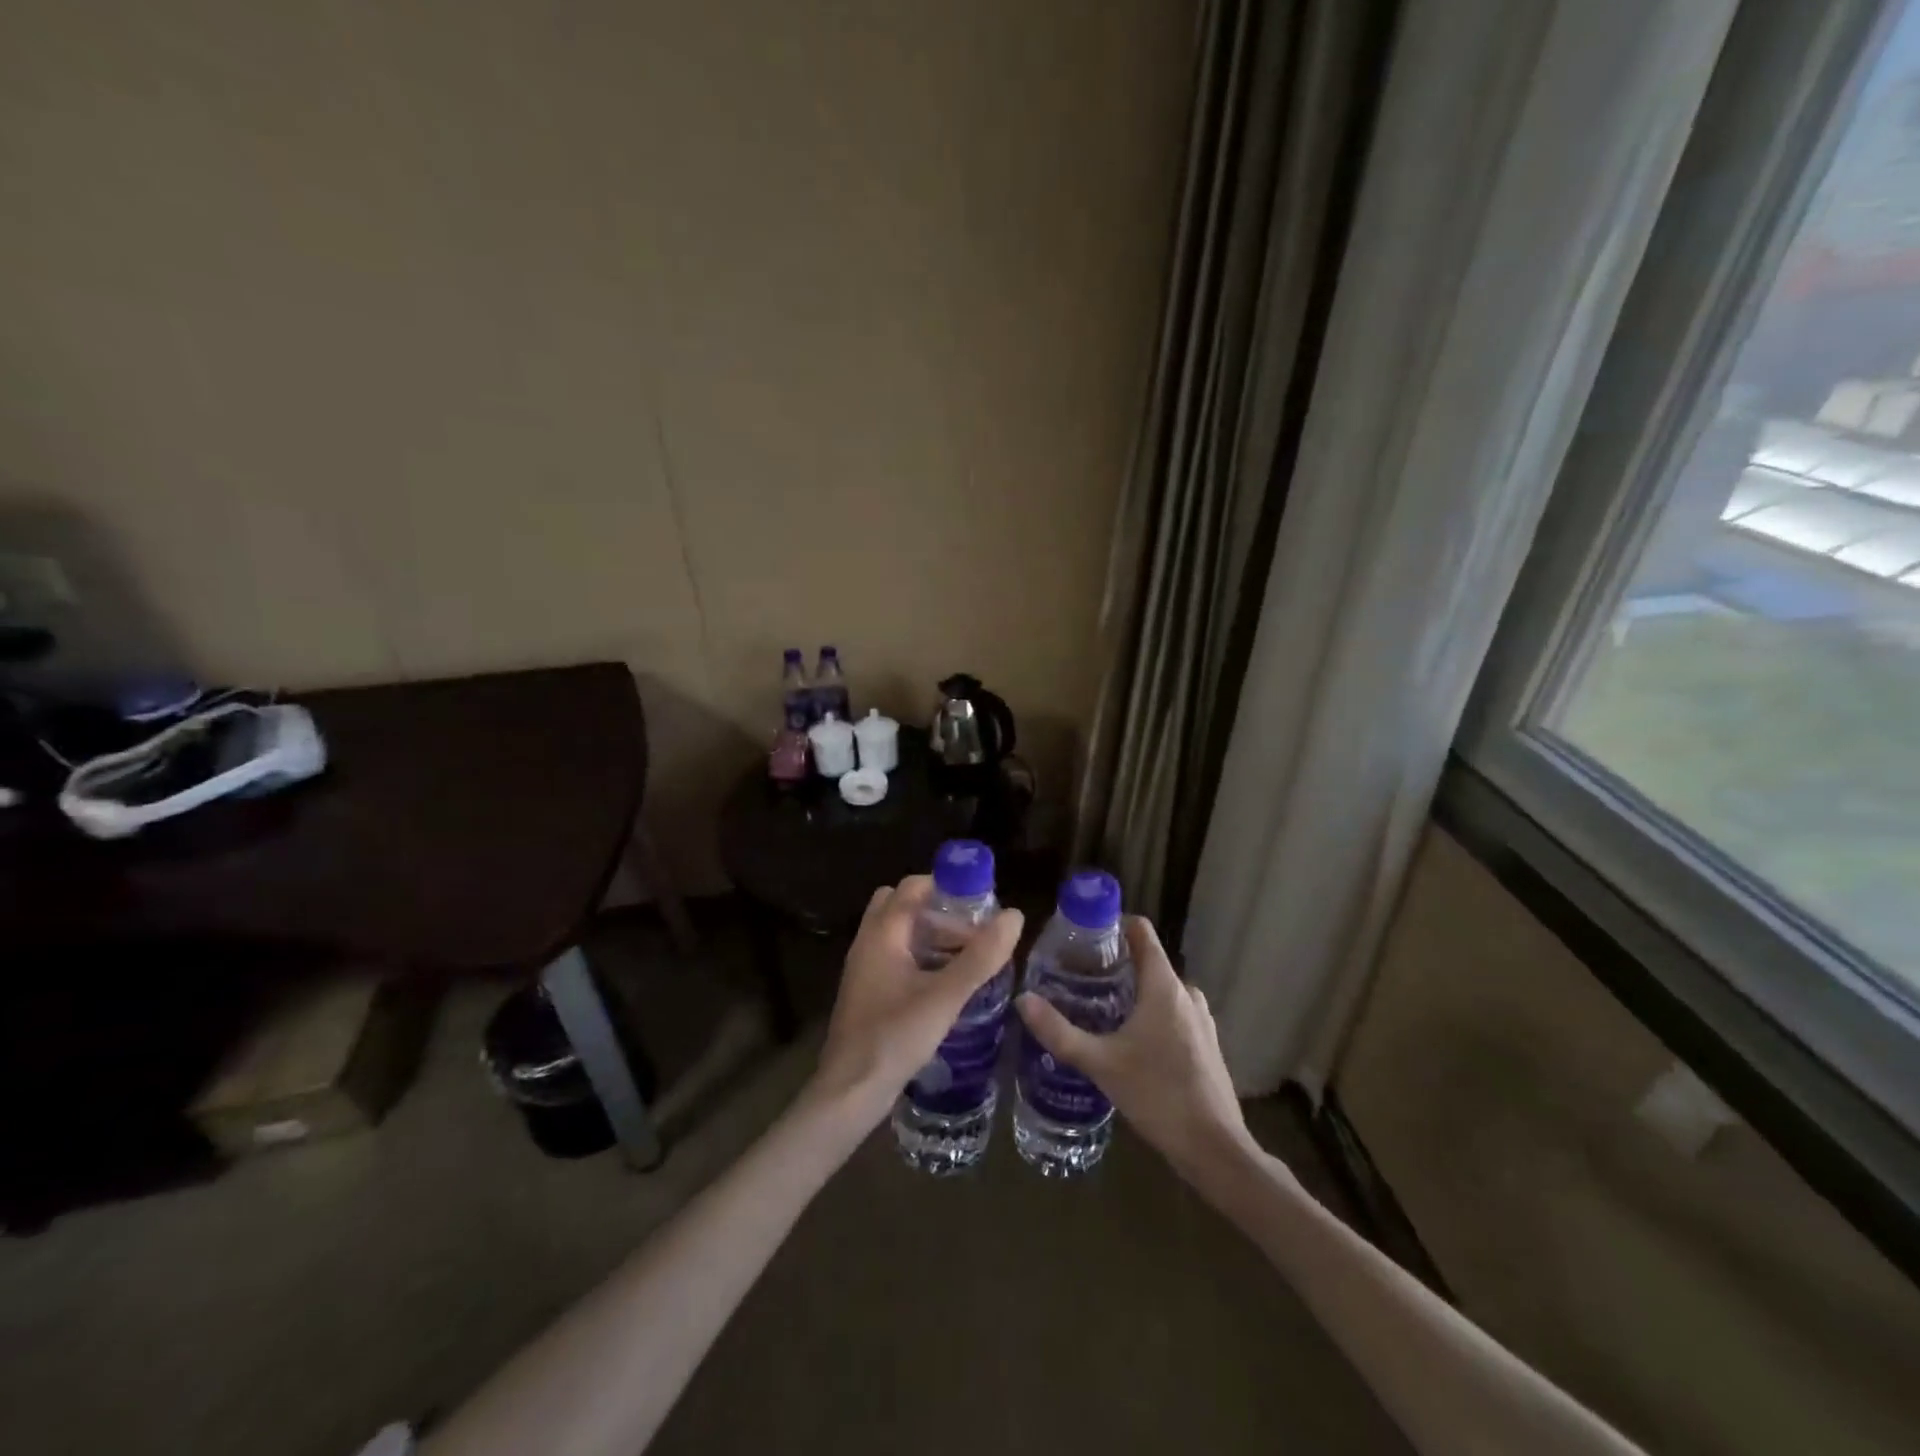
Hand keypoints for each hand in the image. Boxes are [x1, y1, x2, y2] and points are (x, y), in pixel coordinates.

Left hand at [807, 876, 1023, 1125]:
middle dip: (939, 912)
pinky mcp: (868, 993)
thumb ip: (980, 957)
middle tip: (972, 931)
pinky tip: (947, 984)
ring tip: (969, 957)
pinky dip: (921, 959)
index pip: (912, 887)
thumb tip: (1014, 916)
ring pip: (899, 934)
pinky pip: (896, 959)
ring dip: (930, 936)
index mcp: (881, 934)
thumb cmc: (894, 1037)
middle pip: (903, 906)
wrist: (850, 1092)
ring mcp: (865, 969)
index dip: (946, 887)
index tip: (980, 903)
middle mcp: (868, 943)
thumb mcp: (945, 997)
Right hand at [1015, 916, 1257, 1184]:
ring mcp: (1201, 1019)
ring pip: (1160, 990)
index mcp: (1164, 985)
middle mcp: (1186, 993)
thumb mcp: (1100, 1063)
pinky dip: (1149, 1014)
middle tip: (1078, 977)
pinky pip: (1172, 1013)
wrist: (1215, 1149)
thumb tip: (1022, 1000)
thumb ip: (1059, 1032)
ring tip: (1096, 1007)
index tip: (1083, 936)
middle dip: (1114, 964)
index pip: (1141, 931)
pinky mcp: (1206, 1044)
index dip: (1113, 925)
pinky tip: (1126, 1041)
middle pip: (1147, 961)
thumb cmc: (1158, 1095)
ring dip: (1132, 992)